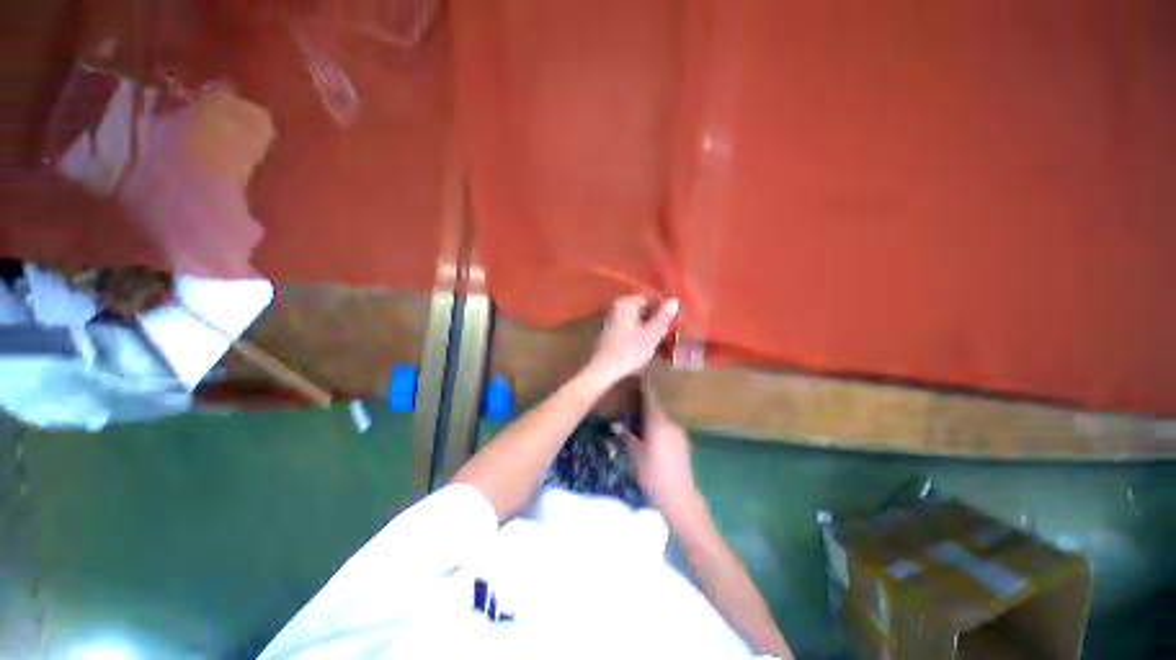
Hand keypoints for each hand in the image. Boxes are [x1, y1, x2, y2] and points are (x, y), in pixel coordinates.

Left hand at [585, 295, 678, 386]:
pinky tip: (648, 347)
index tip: (675, 322)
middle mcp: (617, 308)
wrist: (603, 370)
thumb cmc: (629, 351)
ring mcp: (612, 321)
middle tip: (670, 333)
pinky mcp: (611, 334)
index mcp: (625, 303)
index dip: (664, 310)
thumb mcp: (651, 334)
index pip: (651, 299)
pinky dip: (640, 336)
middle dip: (657, 321)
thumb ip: (663, 316)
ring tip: (662, 342)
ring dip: (650, 330)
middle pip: (643, 310)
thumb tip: (674, 300)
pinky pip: (631, 330)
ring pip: (638, 321)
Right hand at [619, 383, 701, 520]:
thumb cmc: (654, 476)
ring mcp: (678, 431)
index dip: (644, 382)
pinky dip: (657, 420)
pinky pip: (667, 423)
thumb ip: (627, 436)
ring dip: (651, 409)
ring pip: (662, 413)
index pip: (651, 395)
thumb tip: (619, 423)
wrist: (680, 497)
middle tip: (630, 391)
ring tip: (637, 409)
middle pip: (657, 402)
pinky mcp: (682, 440)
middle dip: (645, 395)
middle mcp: (670, 421)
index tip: (636, 371)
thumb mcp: (634, 456)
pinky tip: (648, 428)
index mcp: (658, 422)